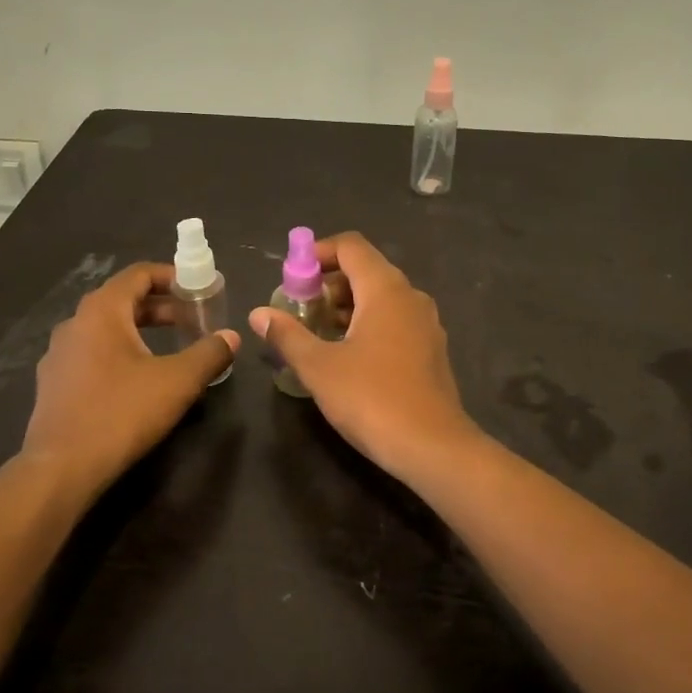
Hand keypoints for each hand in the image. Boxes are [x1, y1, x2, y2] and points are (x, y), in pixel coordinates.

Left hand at [22, 263, 238, 492]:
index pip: (138, 274)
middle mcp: (75, 323)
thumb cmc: (122, 413)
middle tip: (193, 320)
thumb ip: (209, 353)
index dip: (172, 276)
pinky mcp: (54, 383)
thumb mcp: (178, 382)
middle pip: (123, 300)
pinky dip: (120, 352)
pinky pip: (92, 353)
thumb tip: (231, 337)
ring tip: (170, 348)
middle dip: (161, 307)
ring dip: (141, 330)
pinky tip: (138, 379)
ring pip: (106, 328)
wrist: (60, 468)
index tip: (198, 289)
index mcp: (101, 311)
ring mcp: (59, 354)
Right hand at [247, 232, 481, 483]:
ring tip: (318, 333)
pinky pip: (395, 319)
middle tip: (300, 310)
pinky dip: (368, 323)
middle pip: (366, 269)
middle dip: (328, 283)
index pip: (350, 246)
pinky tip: (348, 355)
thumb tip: (259, 314)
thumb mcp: (319, 367)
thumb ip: (287, 335)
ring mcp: (426, 323)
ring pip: (381, 297)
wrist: (432, 447)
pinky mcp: (431, 349)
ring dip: (347, 305)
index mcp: (385, 289)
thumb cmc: (371, 398)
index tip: (292, 278)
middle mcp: (410, 296)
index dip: (317, 253)